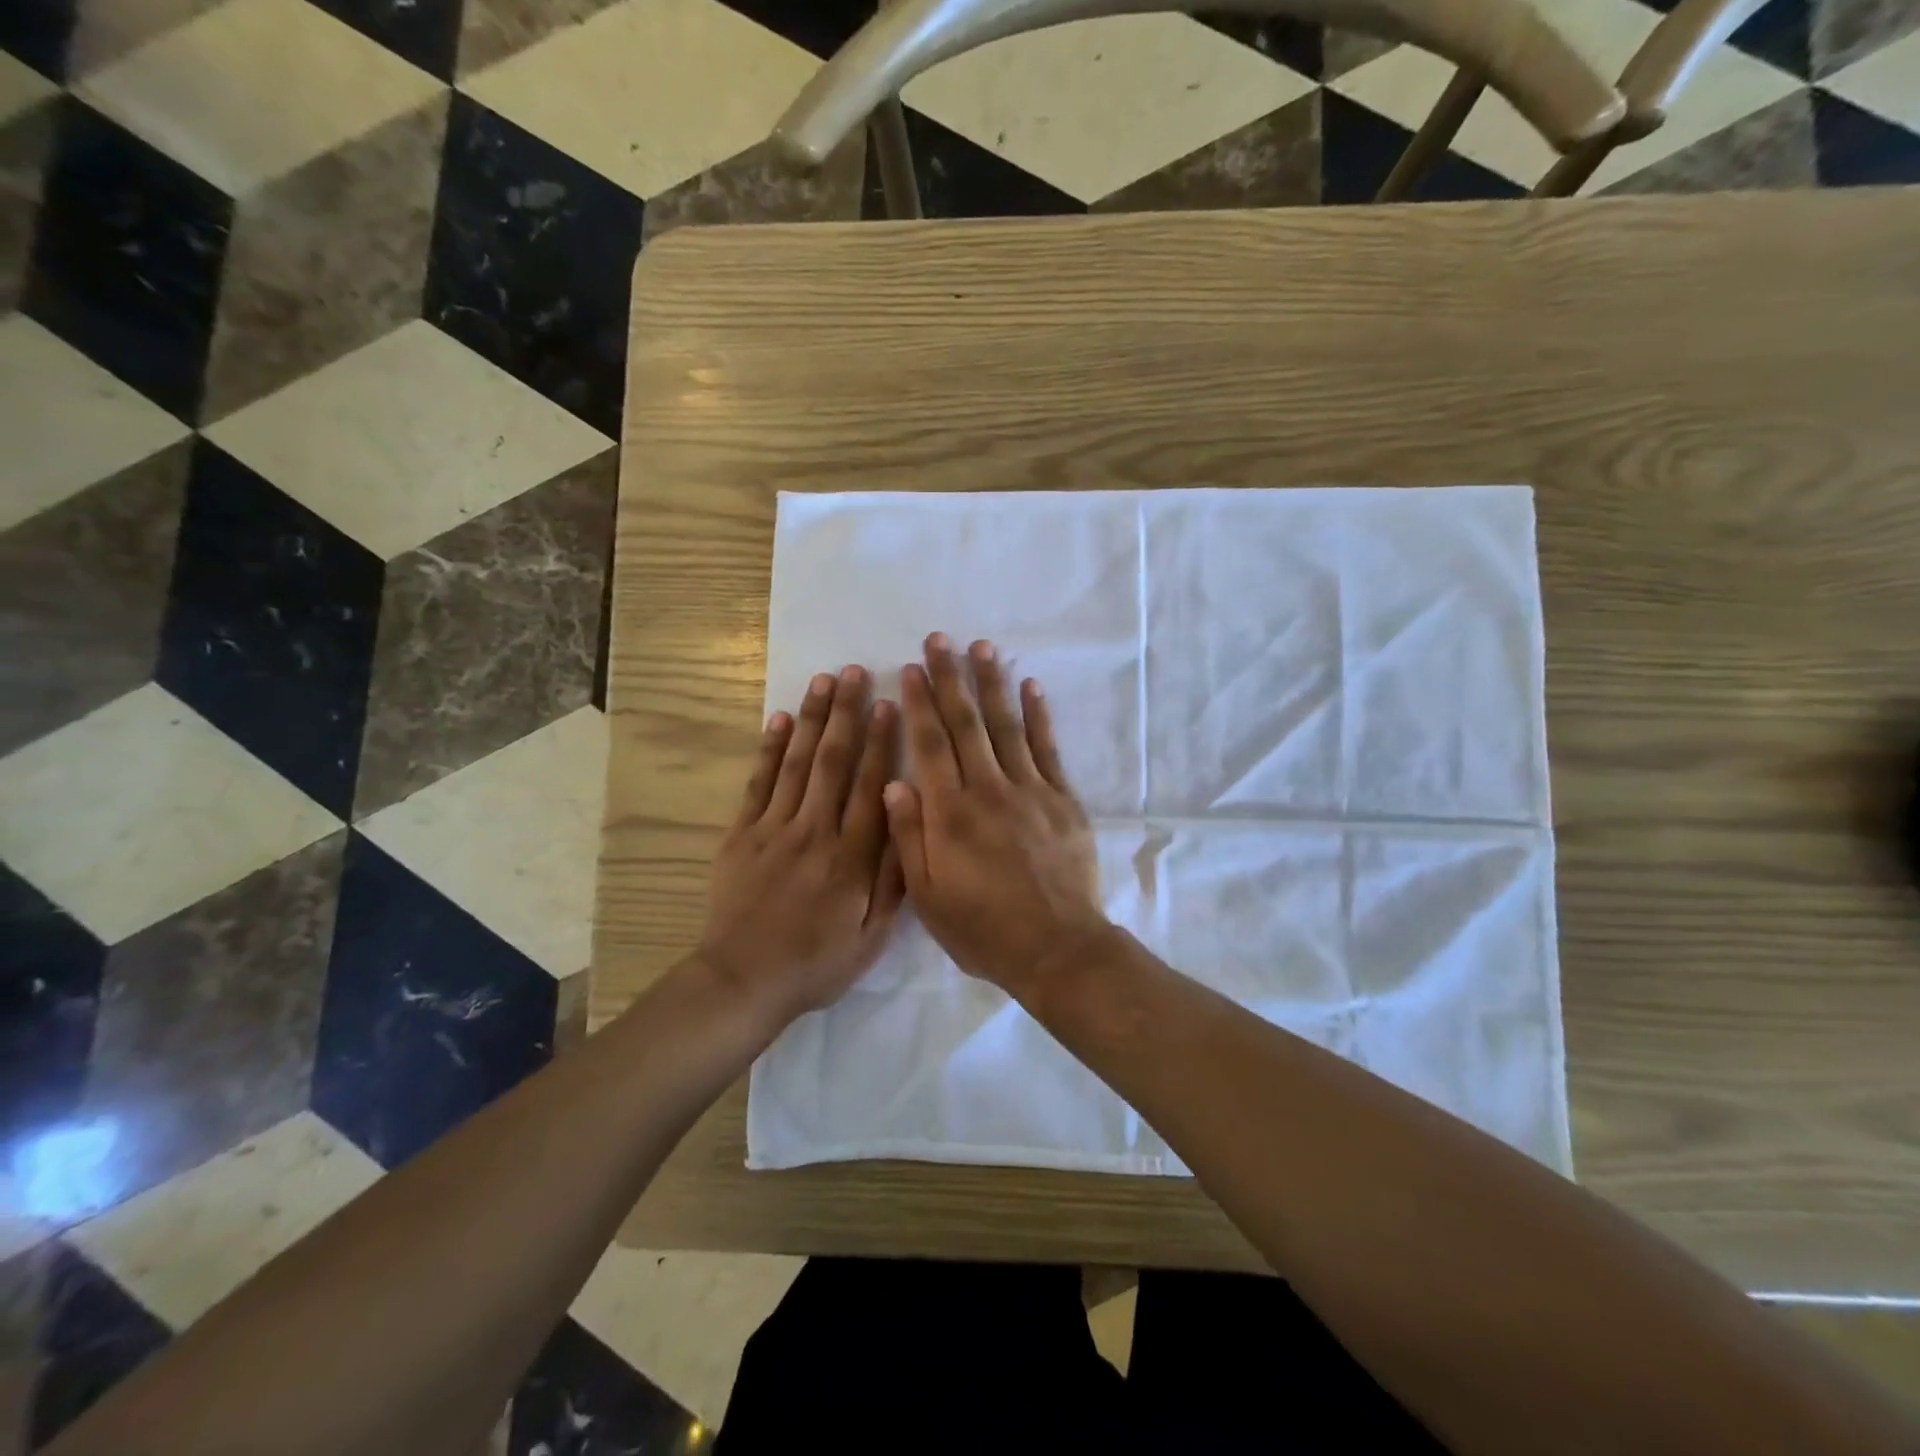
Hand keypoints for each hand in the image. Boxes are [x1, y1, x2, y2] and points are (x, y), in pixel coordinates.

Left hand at [699, 666, 904, 1027]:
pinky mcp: (741, 835)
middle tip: (855, 672)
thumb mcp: (873, 935)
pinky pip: (758, 784)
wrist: (744, 980)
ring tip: (823, 681)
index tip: (890, 704)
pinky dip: (769, 750)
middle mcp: (815, 831)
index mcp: (852, 856)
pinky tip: (780, 720)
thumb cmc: (818, 961)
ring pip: (798, 763)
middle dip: (846, 714)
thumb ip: (894, 877)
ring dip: (813, 719)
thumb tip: (908, 820)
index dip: (882, 743)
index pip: (871, 786)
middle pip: (834, 762)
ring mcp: (774, 829)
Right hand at [884, 633, 1109, 994]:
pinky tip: (1030, 687)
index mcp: (951, 814)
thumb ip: (909, 837)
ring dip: (992, 684)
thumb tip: (893, 783)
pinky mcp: (1062, 799)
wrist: (1057, 948)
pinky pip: (1048, 748)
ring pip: (1006, 726)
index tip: (909, 670)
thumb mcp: (928, 896)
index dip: (919, 704)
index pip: (930, 745)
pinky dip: (1038, 715)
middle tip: (939, 640)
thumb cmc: (983, 929)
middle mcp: (988, 790)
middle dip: (950, 679)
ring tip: (981, 648)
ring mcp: (1030, 790)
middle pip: (966, 724)